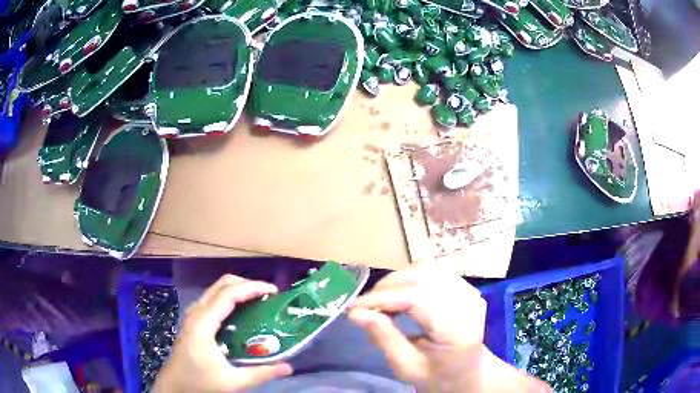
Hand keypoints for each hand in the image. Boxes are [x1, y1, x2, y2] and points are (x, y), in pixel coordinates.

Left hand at [153, 275, 292, 392]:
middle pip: (221, 285)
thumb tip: (289, 367)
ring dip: (238, 290)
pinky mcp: (193, 321)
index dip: (252, 287)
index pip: (228, 294)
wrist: (175, 386)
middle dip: (246, 285)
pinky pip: (213, 300)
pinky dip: (230, 299)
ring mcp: (193, 316)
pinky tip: (242, 314)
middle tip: (268, 296)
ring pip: (216, 290)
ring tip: (259, 302)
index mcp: (203, 323)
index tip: (274, 291)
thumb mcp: (232, 381)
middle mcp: (196, 313)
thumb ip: (261, 373)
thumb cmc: (200, 383)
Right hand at [348, 267, 549, 392]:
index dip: (383, 299)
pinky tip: (398, 296)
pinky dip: (409, 280)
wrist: (467, 374)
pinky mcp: (464, 286)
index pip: (417, 298)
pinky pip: (432, 272)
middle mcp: (468, 301)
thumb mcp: (406, 366)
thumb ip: (383, 337)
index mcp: (458, 327)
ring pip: (426, 269)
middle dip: (386, 288)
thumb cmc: (437, 377)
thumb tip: (355, 313)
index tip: (353, 307)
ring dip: (397, 281)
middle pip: (422, 277)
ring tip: (379, 302)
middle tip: (364, 307)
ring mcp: (469, 290)